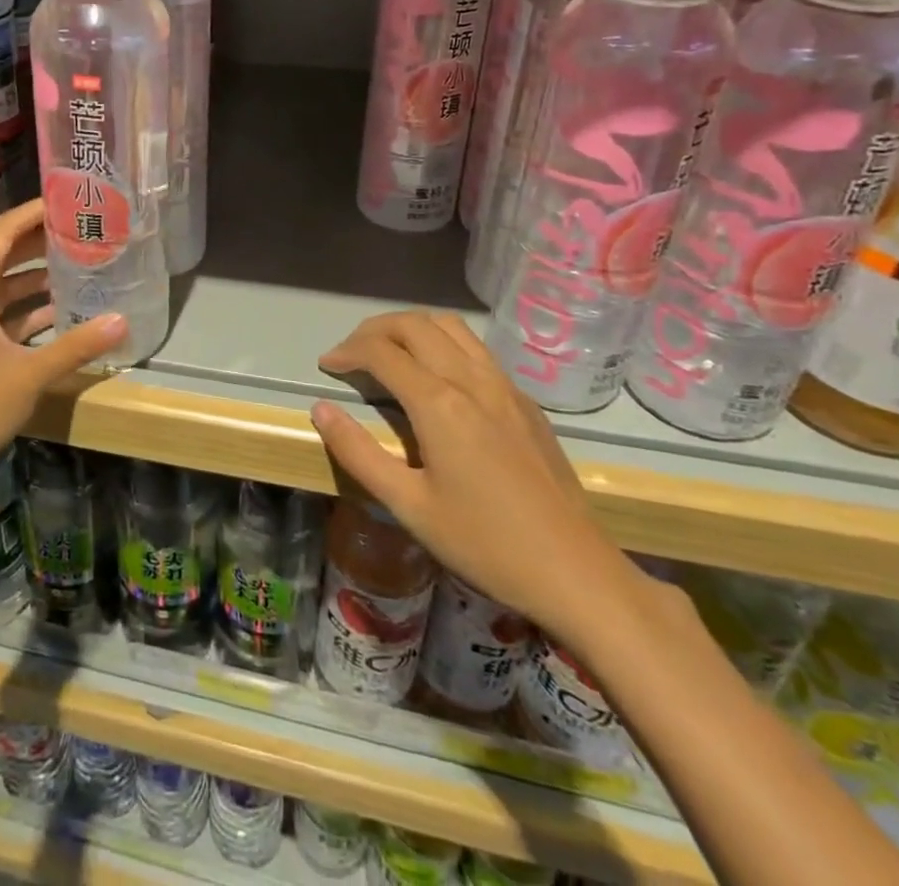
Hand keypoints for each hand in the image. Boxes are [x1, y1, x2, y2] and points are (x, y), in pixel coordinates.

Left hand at [0, 199, 126, 498]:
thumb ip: (77, 345)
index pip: (0, 234)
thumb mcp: (29, 375)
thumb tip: (122, 321)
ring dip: (33, 279)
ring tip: (77, 268)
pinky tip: (58, 314)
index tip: (67, 200)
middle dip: (38, 243)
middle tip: (81, 231)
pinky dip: (22, 310)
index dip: (32, 213)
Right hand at [311, 311, 641, 646]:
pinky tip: (437, 378)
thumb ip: (358, 453)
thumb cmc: (485, 544)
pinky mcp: (526, 402)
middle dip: (374, 329)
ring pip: (450, 327)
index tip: (326, 365)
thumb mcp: (409, 506)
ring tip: (389, 353)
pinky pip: (476, 350)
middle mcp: (472, 380)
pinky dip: (443, 344)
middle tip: (351, 354)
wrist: (578, 574)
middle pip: (415, 325)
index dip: (347, 351)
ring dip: (411, 328)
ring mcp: (505, 387)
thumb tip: (320, 408)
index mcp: (439, 403)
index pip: (381, 351)